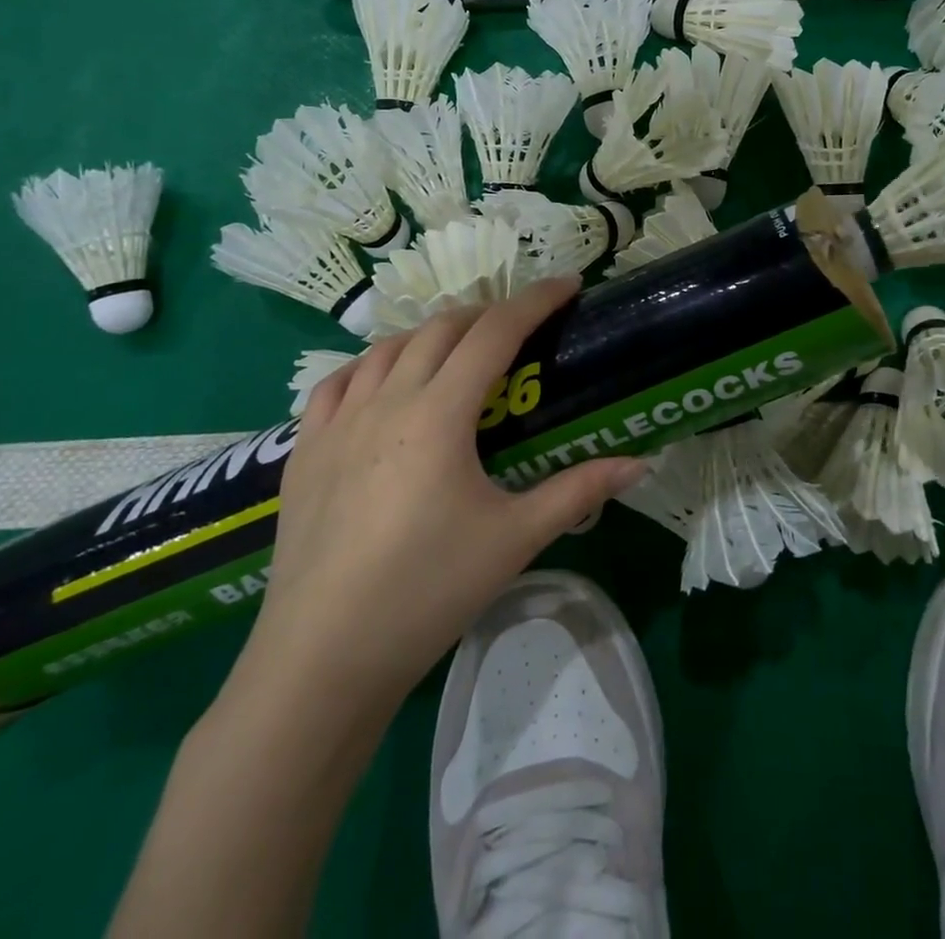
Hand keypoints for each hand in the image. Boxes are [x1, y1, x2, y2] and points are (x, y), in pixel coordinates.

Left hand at [227, 278, 646, 729]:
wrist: (322, 659)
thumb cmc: (427, 592)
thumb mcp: (515, 539)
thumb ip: (579, 491)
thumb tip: (641, 464)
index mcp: (439, 414)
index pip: (495, 333)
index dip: (536, 301)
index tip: (569, 284)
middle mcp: (386, 401)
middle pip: (441, 328)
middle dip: (488, 313)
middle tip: (522, 326)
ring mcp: (337, 424)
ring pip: (388, 348)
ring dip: (431, 334)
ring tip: (459, 349)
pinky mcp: (303, 452)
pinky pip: (336, 384)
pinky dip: (371, 366)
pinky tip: (382, 381)